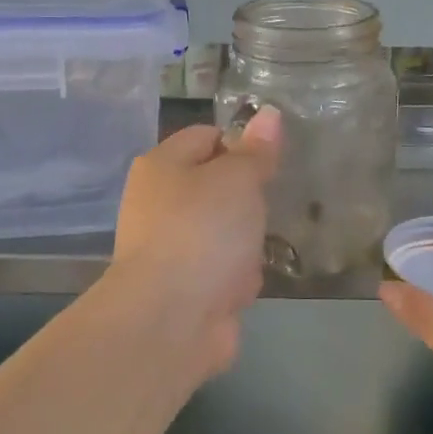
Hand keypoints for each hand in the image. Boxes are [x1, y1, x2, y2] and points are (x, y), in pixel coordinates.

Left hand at [112, 107, 281, 375]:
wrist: (170, 320)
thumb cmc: (203, 232)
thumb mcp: (238, 179)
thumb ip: (256, 150)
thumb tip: (269, 113)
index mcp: (161, 166)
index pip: (206, 136)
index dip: (242, 142)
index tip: (273, 160)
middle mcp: (158, 203)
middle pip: (216, 186)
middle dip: (248, 198)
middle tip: (272, 201)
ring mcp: (169, 247)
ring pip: (223, 230)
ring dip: (246, 241)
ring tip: (262, 246)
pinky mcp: (183, 287)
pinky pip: (221, 269)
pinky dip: (236, 276)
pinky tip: (246, 284)